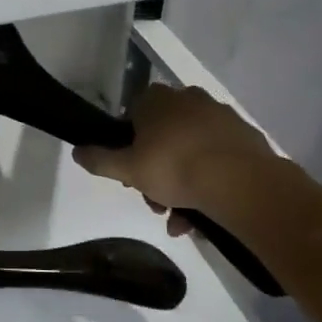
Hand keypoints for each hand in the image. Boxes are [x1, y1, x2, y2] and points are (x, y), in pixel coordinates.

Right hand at [73, 84, 277, 231]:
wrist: (241, 182)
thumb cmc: (174, 167)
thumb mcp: (126, 168)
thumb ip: (99, 159)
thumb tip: (77, 150)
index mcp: (158, 100)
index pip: (133, 117)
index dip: (128, 148)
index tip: (131, 175)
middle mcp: (189, 100)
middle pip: (162, 139)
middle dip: (155, 174)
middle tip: (154, 203)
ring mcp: (220, 117)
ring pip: (189, 153)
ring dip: (180, 187)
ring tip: (179, 222)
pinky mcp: (245, 137)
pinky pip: (216, 160)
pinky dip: (207, 184)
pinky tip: (202, 216)